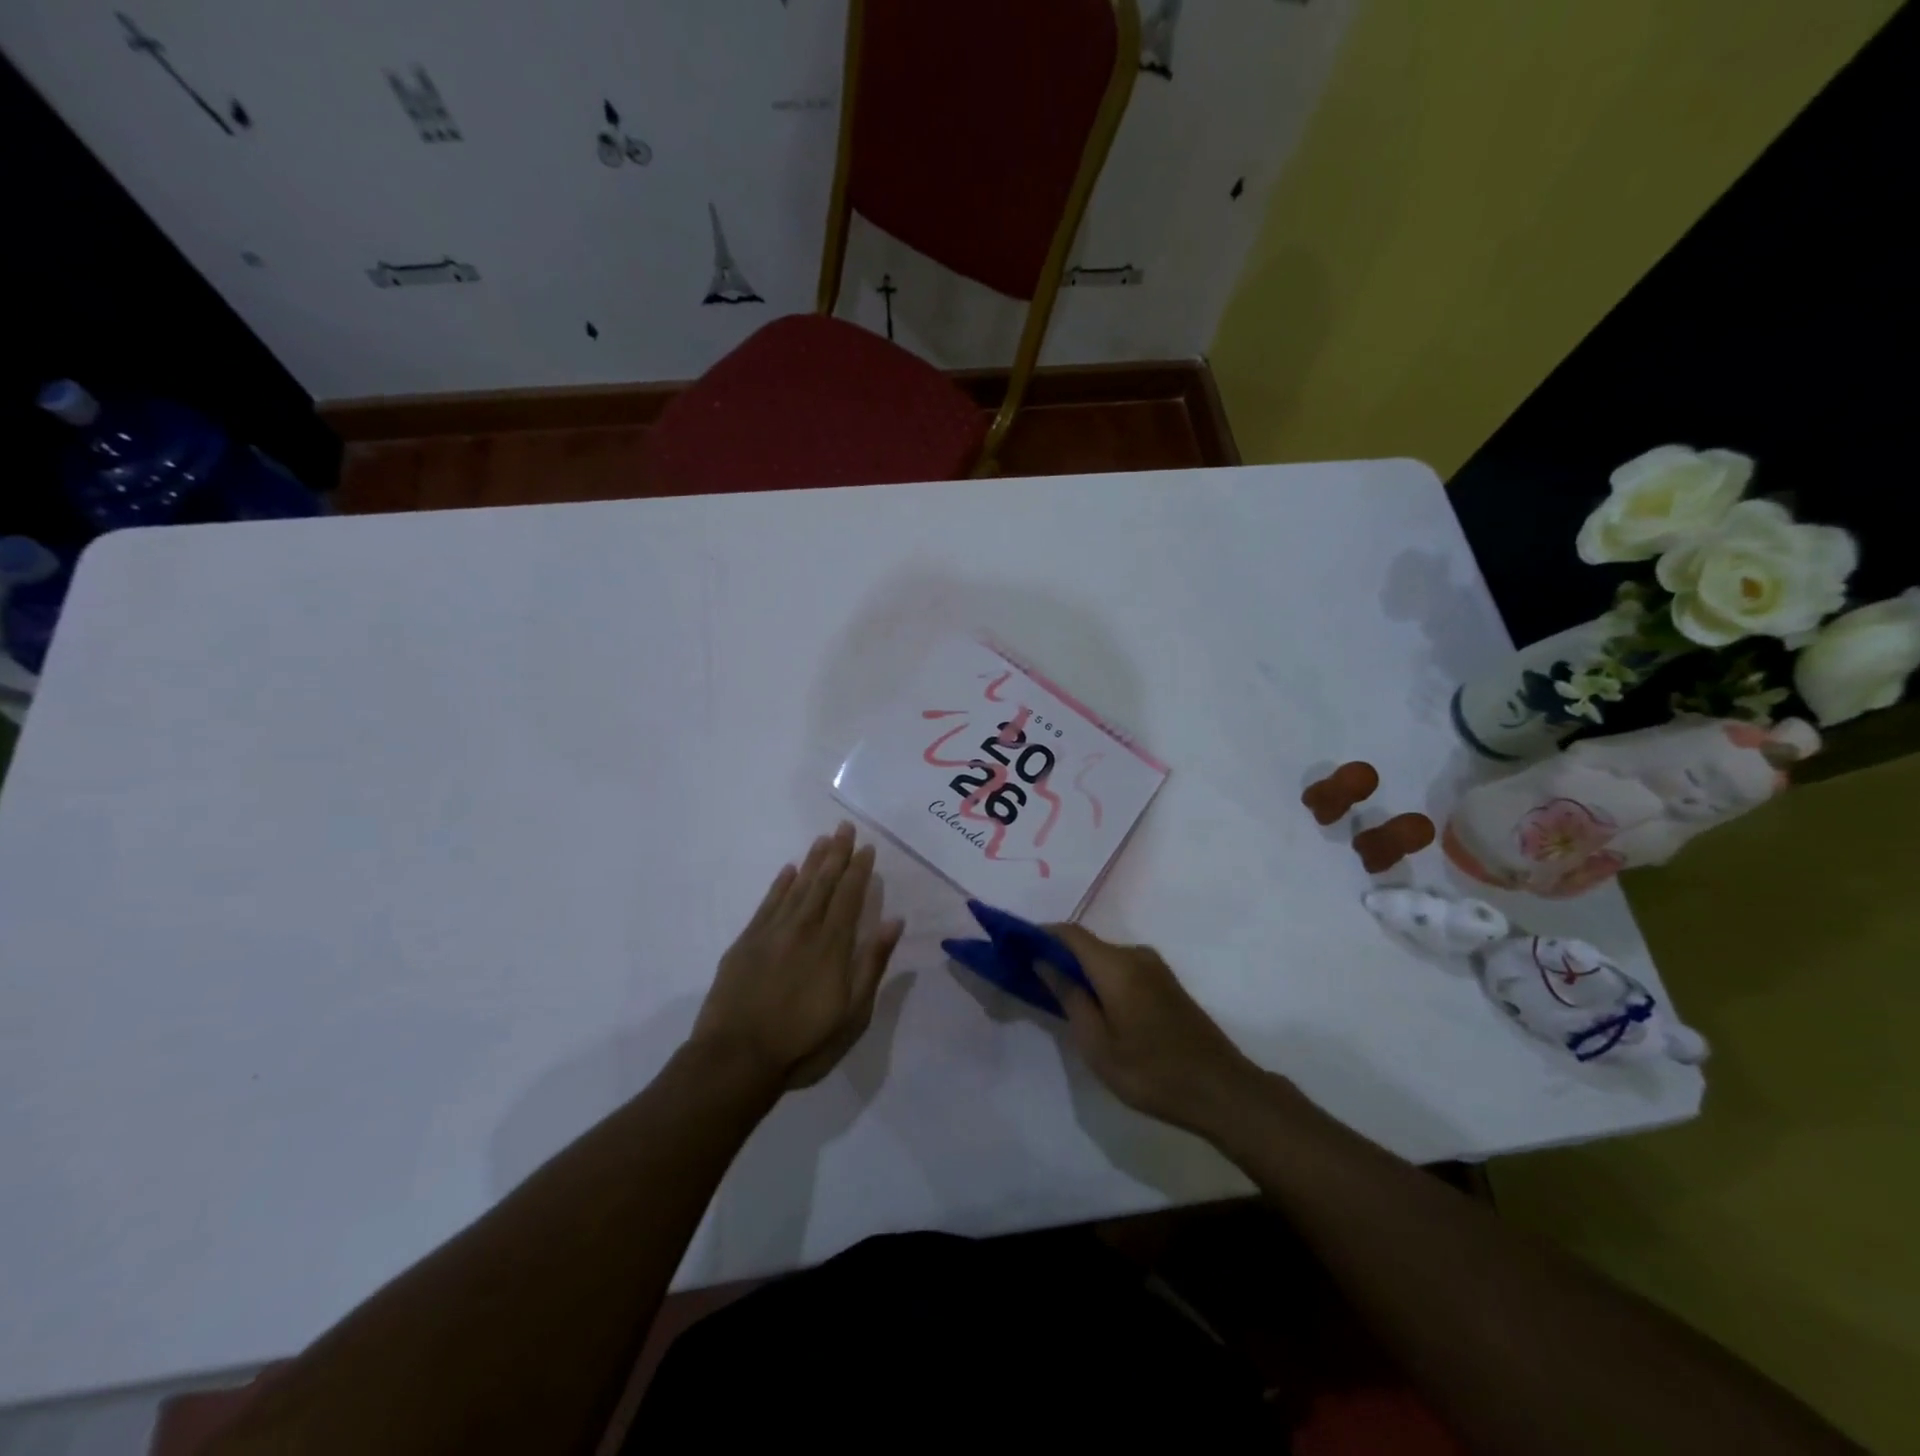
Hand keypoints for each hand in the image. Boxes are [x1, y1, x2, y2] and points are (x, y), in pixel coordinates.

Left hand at [692, 823, 904, 1090]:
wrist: (736, 1059)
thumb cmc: (803, 1043)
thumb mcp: (853, 1013)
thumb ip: (872, 964)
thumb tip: (894, 921)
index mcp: (832, 945)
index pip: (850, 896)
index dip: (858, 870)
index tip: (866, 847)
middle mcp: (803, 928)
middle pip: (823, 883)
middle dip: (836, 854)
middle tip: (843, 827)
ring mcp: (771, 933)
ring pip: (796, 887)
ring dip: (811, 862)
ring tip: (822, 839)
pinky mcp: (746, 943)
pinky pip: (767, 903)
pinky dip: (779, 885)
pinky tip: (787, 871)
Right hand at [1036, 924, 1264, 1134]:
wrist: (1223, 1091)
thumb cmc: (1152, 1072)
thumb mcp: (1097, 1043)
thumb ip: (1069, 997)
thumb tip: (1043, 962)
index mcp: (1116, 965)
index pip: (1068, 933)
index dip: (1039, 934)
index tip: (1013, 947)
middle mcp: (1135, 955)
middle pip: (1086, 944)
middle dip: (1055, 955)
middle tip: (1028, 979)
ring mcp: (1154, 968)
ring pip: (1103, 957)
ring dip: (1077, 969)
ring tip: (1054, 996)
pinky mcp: (1165, 984)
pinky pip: (1121, 969)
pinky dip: (1098, 978)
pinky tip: (1090, 1005)